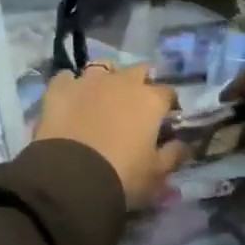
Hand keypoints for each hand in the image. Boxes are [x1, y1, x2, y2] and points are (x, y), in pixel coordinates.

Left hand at [34, 62, 184, 208]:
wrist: (71, 177)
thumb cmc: (122, 175)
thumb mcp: (157, 174)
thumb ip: (174, 155)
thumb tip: (185, 145)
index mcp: (149, 99)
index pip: (168, 92)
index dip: (168, 105)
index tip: (165, 119)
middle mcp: (121, 81)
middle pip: (138, 70)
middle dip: (140, 82)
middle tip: (135, 104)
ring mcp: (88, 80)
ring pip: (102, 67)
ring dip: (106, 78)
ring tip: (102, 97)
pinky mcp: (60, 87)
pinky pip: (67, 78)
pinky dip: (71, 86)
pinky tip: (71, 99)